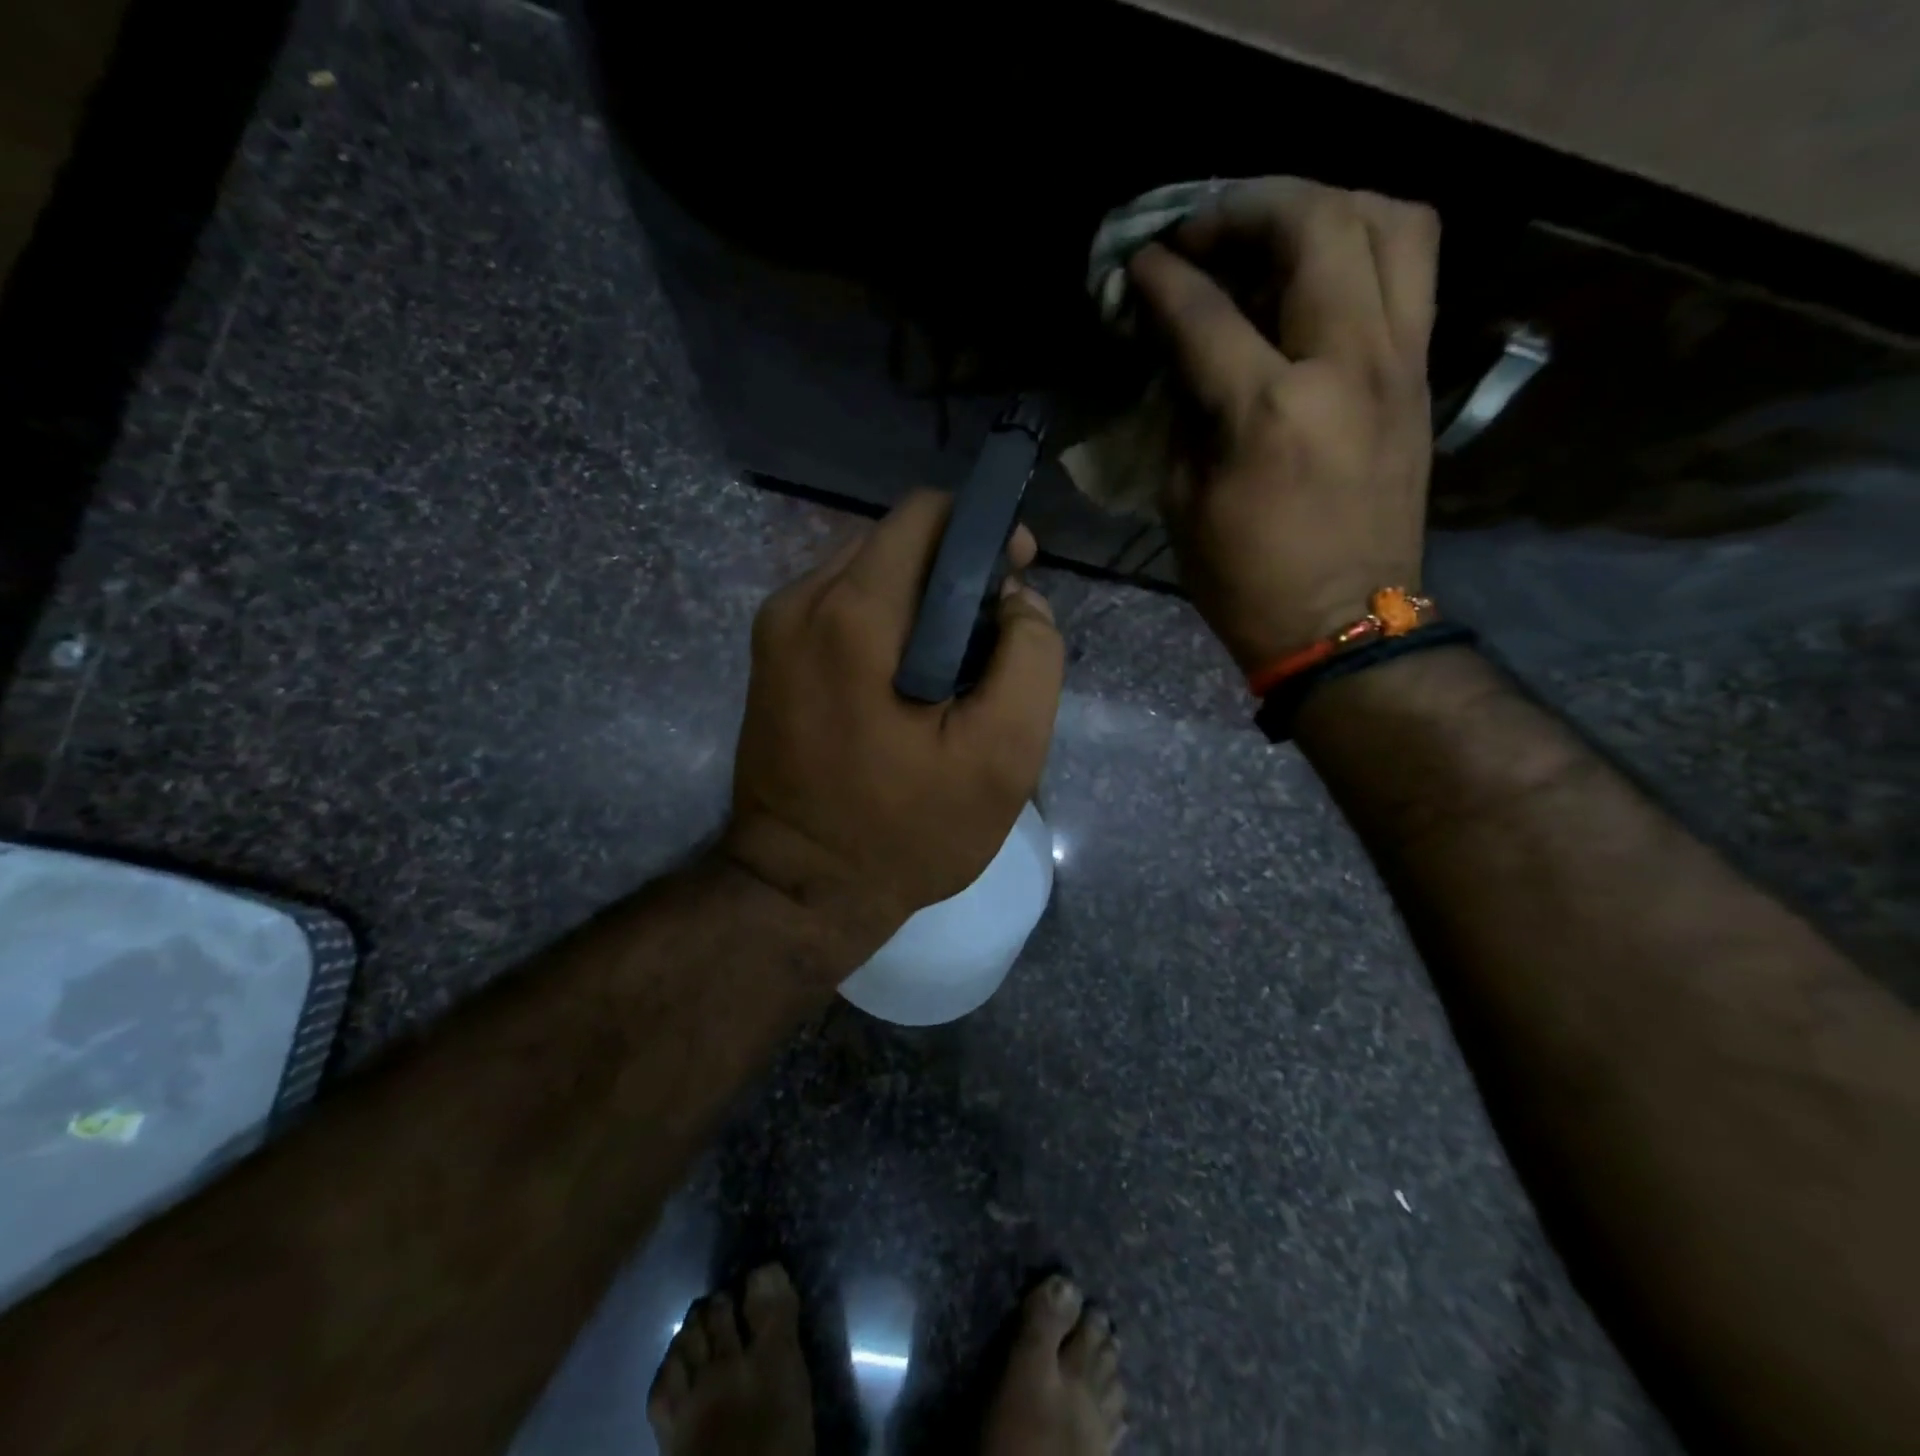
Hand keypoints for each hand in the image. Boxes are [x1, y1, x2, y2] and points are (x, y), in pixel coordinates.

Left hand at [726, 490, 1064, 975]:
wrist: (801, 888)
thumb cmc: (906, 832)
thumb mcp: (1002, 757)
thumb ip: (1030, 659)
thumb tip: (1019, 601)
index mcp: (853, 613)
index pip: (925, 514)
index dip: (984, 531)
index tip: (1017, 576)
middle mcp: (801, 601)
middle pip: (897, 541)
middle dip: (955, 572)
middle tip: (992, 636)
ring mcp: (777, 629)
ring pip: (869, 573)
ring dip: (920, 600)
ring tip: (955, 665)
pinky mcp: (771, 658)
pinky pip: (841, 607)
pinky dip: (885, 623)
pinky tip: (909, 679)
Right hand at [1127, 179, 1440, 674]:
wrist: (1344, 627)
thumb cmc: (1247, 582)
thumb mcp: (1184, 504)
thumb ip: (1183, 414)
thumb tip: (1181, 354)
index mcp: (1269, 412)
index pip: (1206, 311)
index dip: (1164, 276)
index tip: (1139, 263)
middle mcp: (1346, 366)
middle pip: (1315, 225)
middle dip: (1248, 208)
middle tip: (1205, 231)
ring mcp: (1399, 365)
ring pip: (1389, 221)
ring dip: (1324, 207)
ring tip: (1274, 233)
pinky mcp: (1422, 378)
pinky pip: (1411, 270)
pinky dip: (1362, 247)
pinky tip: (1318, 274)